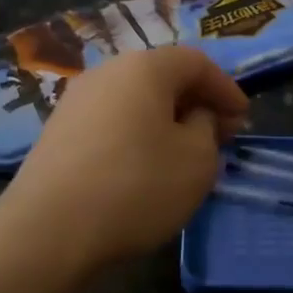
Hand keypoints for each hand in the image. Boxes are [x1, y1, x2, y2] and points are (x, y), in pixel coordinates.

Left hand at [0, 47, 247, 270]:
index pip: (196, 62)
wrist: (48, 230)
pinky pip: (111, 121)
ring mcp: (76, 101)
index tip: (244, 118)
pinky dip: (137, 134)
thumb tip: (194, 116)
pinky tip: (145, 166)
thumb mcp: (197, 159)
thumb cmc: (137, 186)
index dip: (226, 88)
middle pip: (162, 77)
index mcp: (144, 67)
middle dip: (196, 102)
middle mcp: (106, 72)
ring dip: (166, 120)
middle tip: (220, 135)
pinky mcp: (57, 132)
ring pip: (135, 100)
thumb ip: (207, 127)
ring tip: (184, 152)